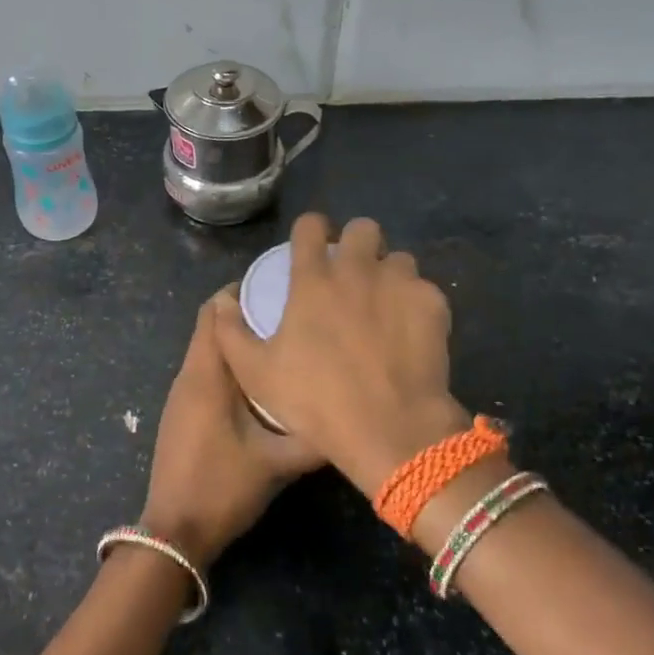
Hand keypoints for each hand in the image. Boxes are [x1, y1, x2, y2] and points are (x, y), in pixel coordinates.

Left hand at [140, 290, 322, 566]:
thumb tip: (351, 417)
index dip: (241, 292)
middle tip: (291, 313)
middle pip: (212, 327)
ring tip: (285, 342)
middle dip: (247, 315)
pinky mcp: (184, 414)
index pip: (214, 312)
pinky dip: (232, 367)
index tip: (280, 288)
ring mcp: (182, 396)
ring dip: (241, 343)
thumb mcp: (277, 463)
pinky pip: (208, 374)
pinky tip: (264, 383)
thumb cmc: (222, 487)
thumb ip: (315, 438)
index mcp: (207, 375)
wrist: (174, 532)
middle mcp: (189, 376)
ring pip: (211, 353)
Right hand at [212, 213, 467, 499]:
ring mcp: (399, 283)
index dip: (309, 231)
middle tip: (353, 274)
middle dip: (357, 243)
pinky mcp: (432, 304)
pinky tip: (411, 332)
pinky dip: (416, 304)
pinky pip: (424, 289)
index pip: (310, 226)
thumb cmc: (316, 401)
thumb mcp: (256, 374)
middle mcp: (357, 270)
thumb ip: (231, 333)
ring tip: (385, 304)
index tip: (310, 246)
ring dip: (389, 274)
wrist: (389, 428)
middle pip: (363, 228)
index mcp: (313, 280)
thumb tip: (221, 302)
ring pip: (399, 258)